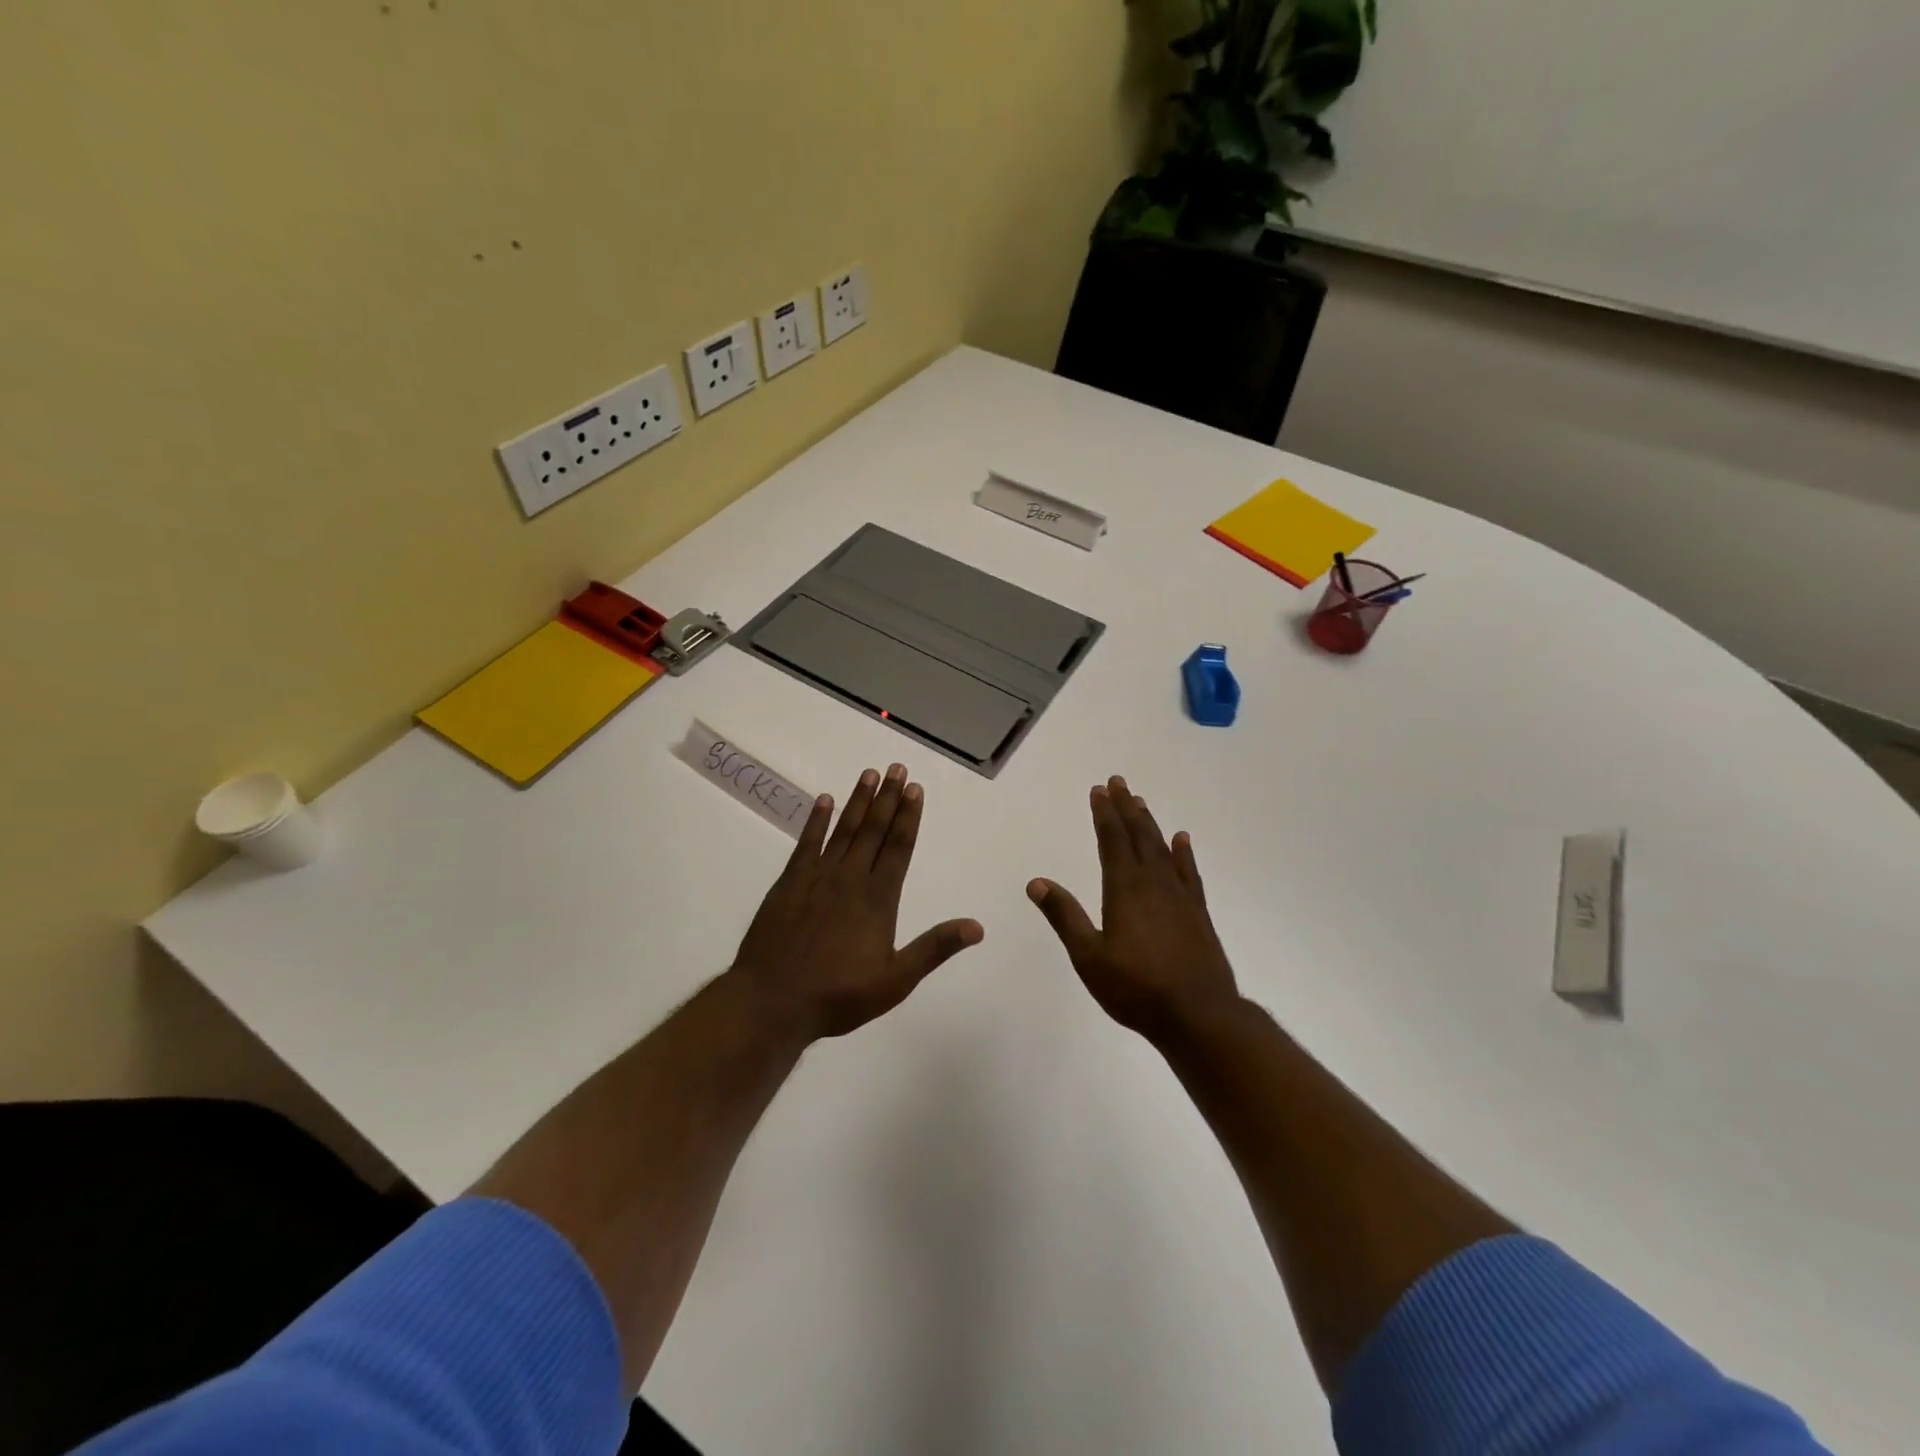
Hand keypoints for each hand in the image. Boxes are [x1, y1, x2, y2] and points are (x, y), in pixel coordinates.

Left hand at [730, 763, 983, 1041]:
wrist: (772, 1001)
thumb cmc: (838, 995)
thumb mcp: (895, 980)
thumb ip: (934, 948)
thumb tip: (977, 927)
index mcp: (878, 899)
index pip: (899, 847)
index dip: (909, 816)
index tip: (916, 789)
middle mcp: (850, 879)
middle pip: (874, 830)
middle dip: (888, 798)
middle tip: (897, 768)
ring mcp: (817, 878)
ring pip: (844, 830)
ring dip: (858, 801)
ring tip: (870, 774)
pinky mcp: (789, 883)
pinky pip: (806, 843)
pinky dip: (816, 821)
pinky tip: (824, 801)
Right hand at [1028, 776, 1239, 1041]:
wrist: (1198, 1015)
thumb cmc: (1136, 988)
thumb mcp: (1089, 957)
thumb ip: (1064, 916)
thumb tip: (1036, 882)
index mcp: (1124, 890)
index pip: (1111, 841)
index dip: (1104, 814)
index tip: (1098, 790)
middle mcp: (1153, 884)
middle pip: (1138, 836)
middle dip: (1126, 808)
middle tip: (1118, 782)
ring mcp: (1179, 897)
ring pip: (1162, 849)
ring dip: (1149, 823)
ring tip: (1140, 802)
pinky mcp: (1197, 913)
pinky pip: (1188, 872)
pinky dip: (1183, 853)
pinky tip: (1182, 840)